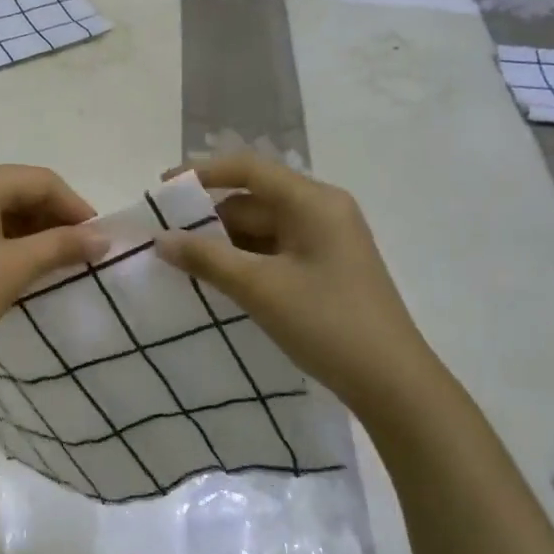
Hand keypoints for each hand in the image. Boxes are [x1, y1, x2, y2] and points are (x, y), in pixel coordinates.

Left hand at [0, 162, 107, 376]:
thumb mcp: (14, 267)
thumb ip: (62, 245)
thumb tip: (103, 238)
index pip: (41, 181)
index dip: (76, 208)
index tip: (99, 240)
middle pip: (21, 189)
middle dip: (55, 218)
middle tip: (81, 252)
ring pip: (3, 206)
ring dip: (33, 229)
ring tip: (57, 260)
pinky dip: (9, 237)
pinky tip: (24, 261)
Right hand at [154, 152, 451, 425]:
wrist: (393, 384)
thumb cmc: (327, 323)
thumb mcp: (260, 288)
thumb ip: (206, 258)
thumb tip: (160, 239)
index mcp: (313, 202)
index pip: (249, 169)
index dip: (201, 173)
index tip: (162, 189)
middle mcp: (321, 211)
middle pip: (253, 199)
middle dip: (208, 217)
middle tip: (163, 236)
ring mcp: (325, 241)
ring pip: (261, 228)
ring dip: (223, 242)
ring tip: (180, 261)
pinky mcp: (324, 268)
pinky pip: (273, 251)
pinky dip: (243, 260)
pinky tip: (215, 279)